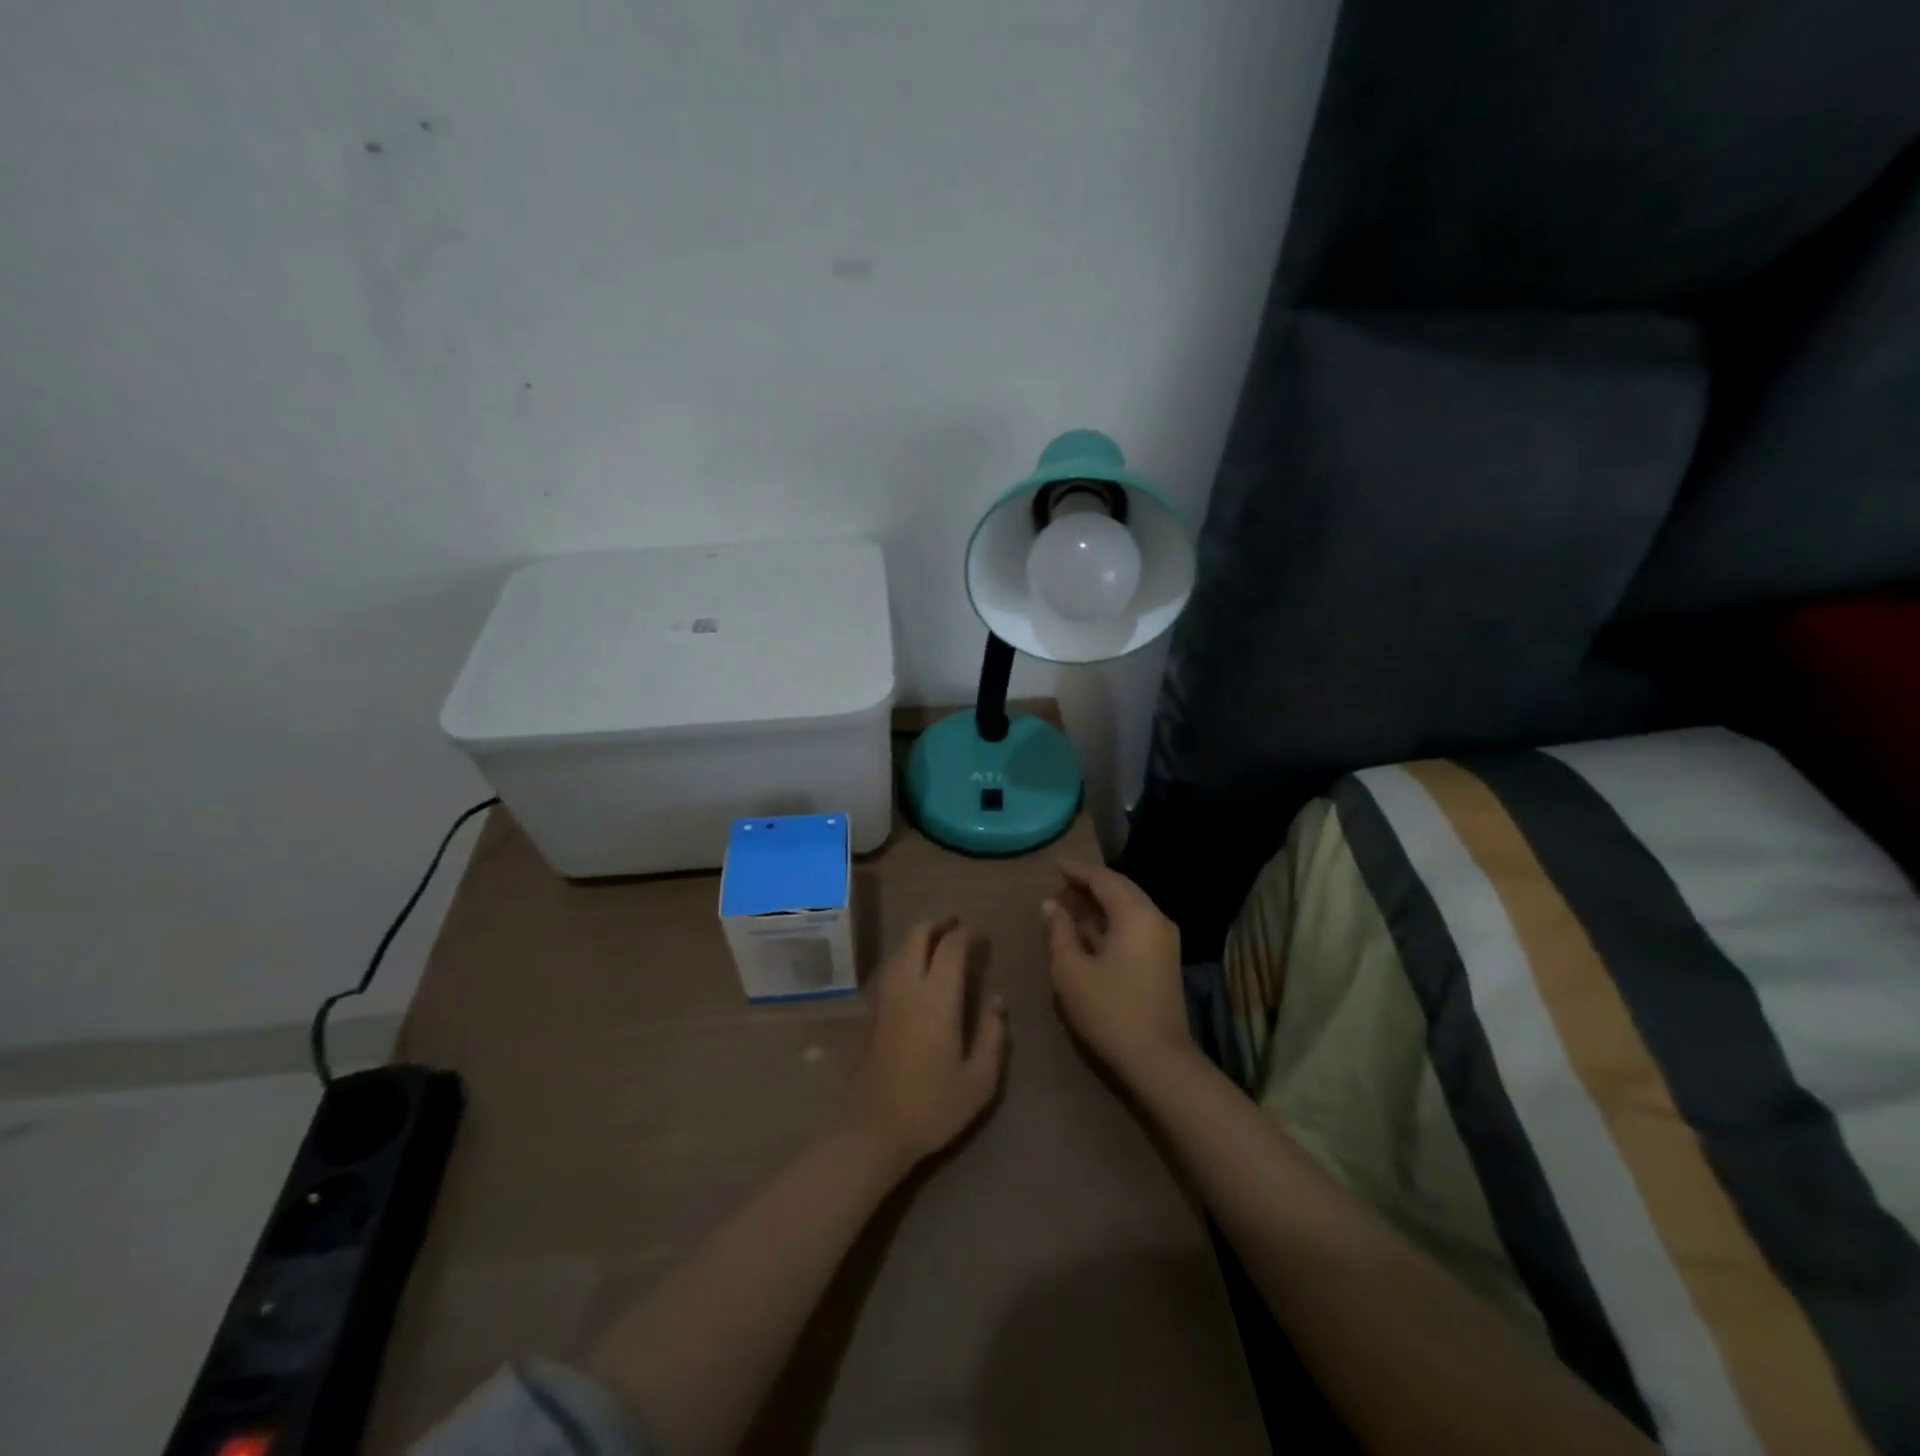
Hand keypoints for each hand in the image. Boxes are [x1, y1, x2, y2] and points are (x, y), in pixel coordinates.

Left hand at [848, 918, 1008, 1171]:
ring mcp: (883, 997)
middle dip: (938, 923)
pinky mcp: (869, 1012)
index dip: (967, 933)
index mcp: (936, 998)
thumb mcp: (979, 1080)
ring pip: (899, 949)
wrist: (872, 1131)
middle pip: (917, 935)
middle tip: (957, 926)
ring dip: (919, 938)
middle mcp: (906, 987)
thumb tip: (996, 1000)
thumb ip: (992, 1035)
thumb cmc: (932, 1107)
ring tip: (939, 944)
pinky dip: (905, 957)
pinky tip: (917, 972)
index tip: (981, 933)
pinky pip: (889, 968)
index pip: (951, 946)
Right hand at [1044, 862, 1190, 1079]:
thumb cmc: (1109, 1010)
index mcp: (1135, 914)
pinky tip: (1089, 932)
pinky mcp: (1164, 959)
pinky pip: (1135, 925)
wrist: (1158, 1060)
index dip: (1077, 871)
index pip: (1103, 879)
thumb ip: (1058, 931)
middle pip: (1120, 889)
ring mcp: (1164, 940)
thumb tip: (1051, 905)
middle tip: (1058, 888)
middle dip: (1088, 886)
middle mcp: (1155, 918)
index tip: (1054, 865)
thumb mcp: (1071, 970)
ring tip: (1068, 908)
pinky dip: (1111, 921)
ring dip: (1099, 905)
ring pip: (1128, 908)